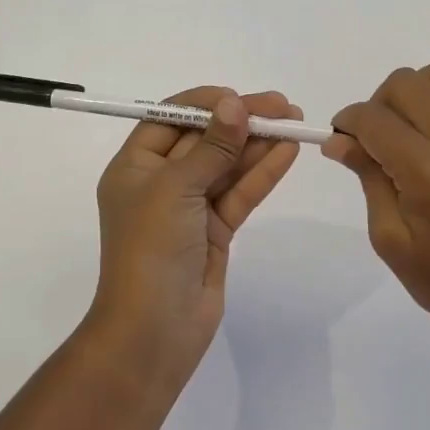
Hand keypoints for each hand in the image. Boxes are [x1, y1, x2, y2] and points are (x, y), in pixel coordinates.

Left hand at [90, 87, 302, 382]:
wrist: (153, 332)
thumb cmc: (150, 249)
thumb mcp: (176, 189)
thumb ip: (211, 146)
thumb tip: (235, 104)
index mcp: (134, 166)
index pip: (169, 119)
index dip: (205, 104)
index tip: (240, 98)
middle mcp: (160, 182)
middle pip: (204, 140)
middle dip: (241, 121)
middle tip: (283, 107)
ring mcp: (189, 208)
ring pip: (226, 166)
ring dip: (258, 144)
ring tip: (295, 123)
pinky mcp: (214, 231)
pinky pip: (239, 193)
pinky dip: (262, 173)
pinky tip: (287, 152)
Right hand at [324, 57, 429, 368]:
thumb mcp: (390, 238)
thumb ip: (367, 177)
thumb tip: (339, 140)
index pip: (375, 119)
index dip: (347, 123)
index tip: (338, 140)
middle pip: (406, 83)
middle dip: (377, 104)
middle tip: (372, 141)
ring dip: (414, 90)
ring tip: (405, 129)